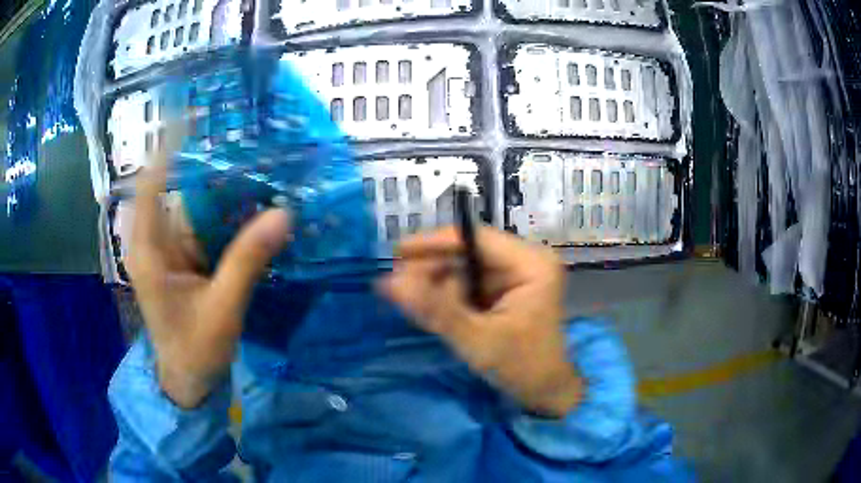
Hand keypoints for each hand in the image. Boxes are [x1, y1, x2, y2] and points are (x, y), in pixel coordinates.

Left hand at [126, 128, 290, 408]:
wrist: (188, 382)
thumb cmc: (195, 352)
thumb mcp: (221, 310)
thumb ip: (247, 262)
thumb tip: (283, 214)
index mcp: (149, 251)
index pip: (152, 184)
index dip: (169, 147)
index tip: (194, 115)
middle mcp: (155, 241)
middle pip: (177, 189)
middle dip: (207, 164)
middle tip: (244, 139)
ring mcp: (169, 249)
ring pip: (194, 207)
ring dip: (223, 190)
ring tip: (258, 166)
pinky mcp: (184, 259)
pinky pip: (205, 226)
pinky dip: (228, 215)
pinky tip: (254, 205)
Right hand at [379, 226, 582, 417]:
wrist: (544, 391)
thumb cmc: (521, 367)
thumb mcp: (477, 340)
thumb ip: (435, 311)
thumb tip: (389, 283)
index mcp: (531, 264)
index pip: (476, 238)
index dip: (434, 242)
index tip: (397, 252)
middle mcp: (525, 261)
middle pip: (468, 251)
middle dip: (432, 267)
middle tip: (396, 284)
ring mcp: (515, 275)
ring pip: (464, 267)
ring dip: (436, 282)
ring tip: (407, 296)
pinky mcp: (505, 291)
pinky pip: (469, 283)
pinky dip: (447, 294)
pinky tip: (427, 304)